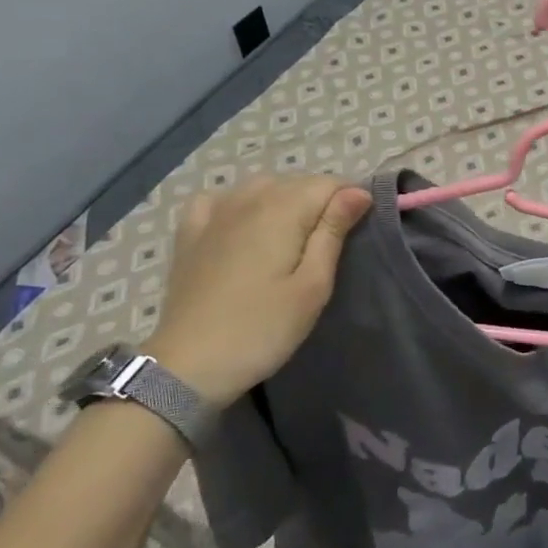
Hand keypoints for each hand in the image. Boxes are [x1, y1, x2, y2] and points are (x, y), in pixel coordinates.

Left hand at [142, 175, 371, 407]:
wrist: (188, 366)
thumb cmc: (263, 328)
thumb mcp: (313, 286)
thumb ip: (333, 232)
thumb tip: (358, 191)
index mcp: (282, 211)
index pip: (328, 183)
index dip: (350, 200)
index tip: (358, 230)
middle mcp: (247, 200)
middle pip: (296, 181)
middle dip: (320, 200)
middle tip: (329, 243)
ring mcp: (214, 214)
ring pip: (261, 186)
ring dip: (284, 199)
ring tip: (293, 235)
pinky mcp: (190, 233)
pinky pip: (219, 198)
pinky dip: (238, 202)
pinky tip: (241, 222)